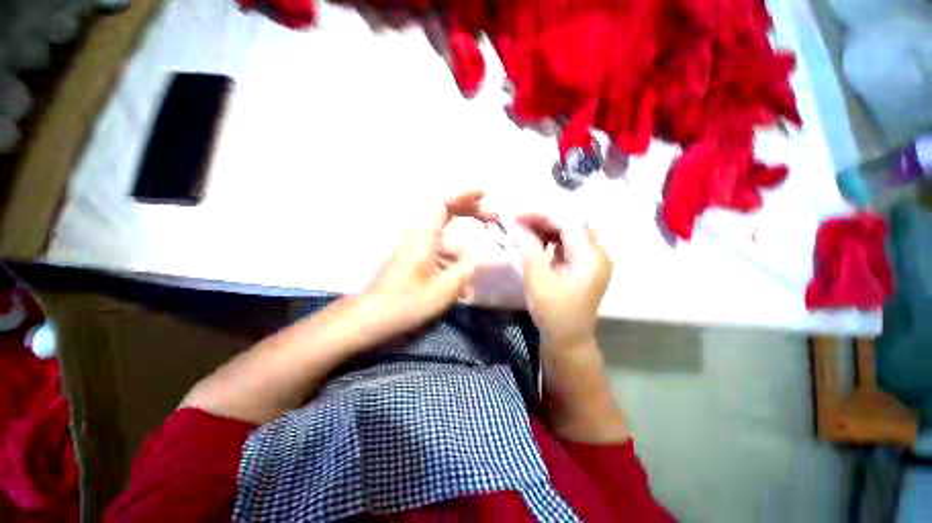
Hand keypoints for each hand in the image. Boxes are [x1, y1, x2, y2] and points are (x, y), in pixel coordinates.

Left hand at [363, 191, 495, 336]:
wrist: (373, 316)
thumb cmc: (407, 302)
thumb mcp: (444, 289)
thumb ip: (465, 271)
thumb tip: (475, 261)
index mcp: (423, 237)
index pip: (443, 204)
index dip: (464, 196)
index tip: (484, 193)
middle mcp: (417, 236)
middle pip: (444, 214)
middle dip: (468, 213)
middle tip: (490, 217)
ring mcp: (414, 247)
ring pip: (444, 241)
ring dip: (460, 255)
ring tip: (470, 283)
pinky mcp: (413, 259)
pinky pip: (437, 253)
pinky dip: (450, 263)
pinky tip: (458, 286)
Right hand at [511, 214, 611, 352]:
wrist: (568, 340)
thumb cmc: (553, 313)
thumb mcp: (537, 279)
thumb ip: (527, 247)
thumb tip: (513, 223)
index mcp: (590, 257)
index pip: (567, 221)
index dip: (540, 214)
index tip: (516, 215)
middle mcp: (597, 254)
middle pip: (570, 224)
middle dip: (542, 220)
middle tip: (517, 221)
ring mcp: (593, 260)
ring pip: (569, 233)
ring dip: (546, 229)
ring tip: (523, 229)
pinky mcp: (585, 266)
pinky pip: (568, 244)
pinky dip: (551, 240)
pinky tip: (536, 241)